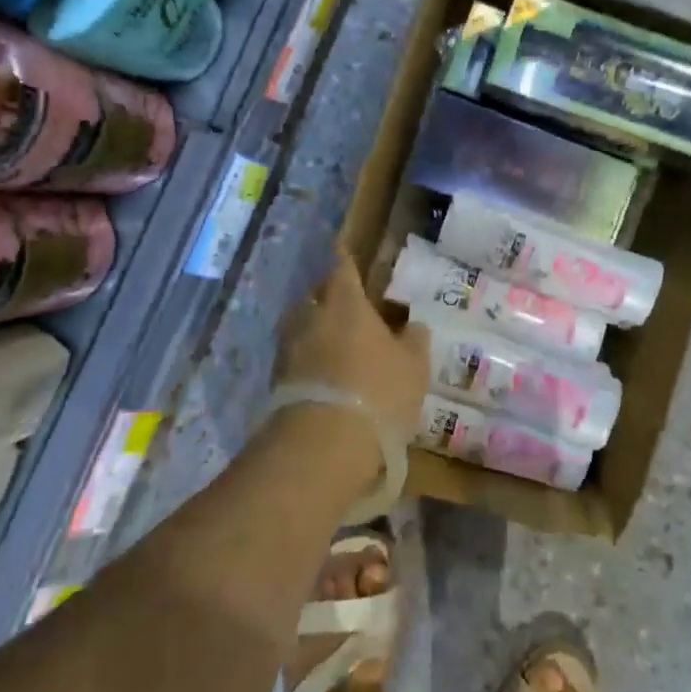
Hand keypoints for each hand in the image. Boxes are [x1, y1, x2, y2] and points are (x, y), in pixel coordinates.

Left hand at [273, 252, 429, 442]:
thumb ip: (414, 340)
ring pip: (301, 324)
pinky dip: (306, 356)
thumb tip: (413, 325)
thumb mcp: (413, 366)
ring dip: (314, 326)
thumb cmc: (378, 392)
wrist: (322, 445)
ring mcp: (289, 349)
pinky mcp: (276, 380)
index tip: (340, 246)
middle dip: (328, 293)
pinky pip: (294, 356)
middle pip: (316, 294)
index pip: (342, 268)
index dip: (344, 257)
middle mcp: (312, 317)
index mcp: (346, 303)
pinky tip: (321, 371)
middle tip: (344, 299)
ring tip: (333, 338)